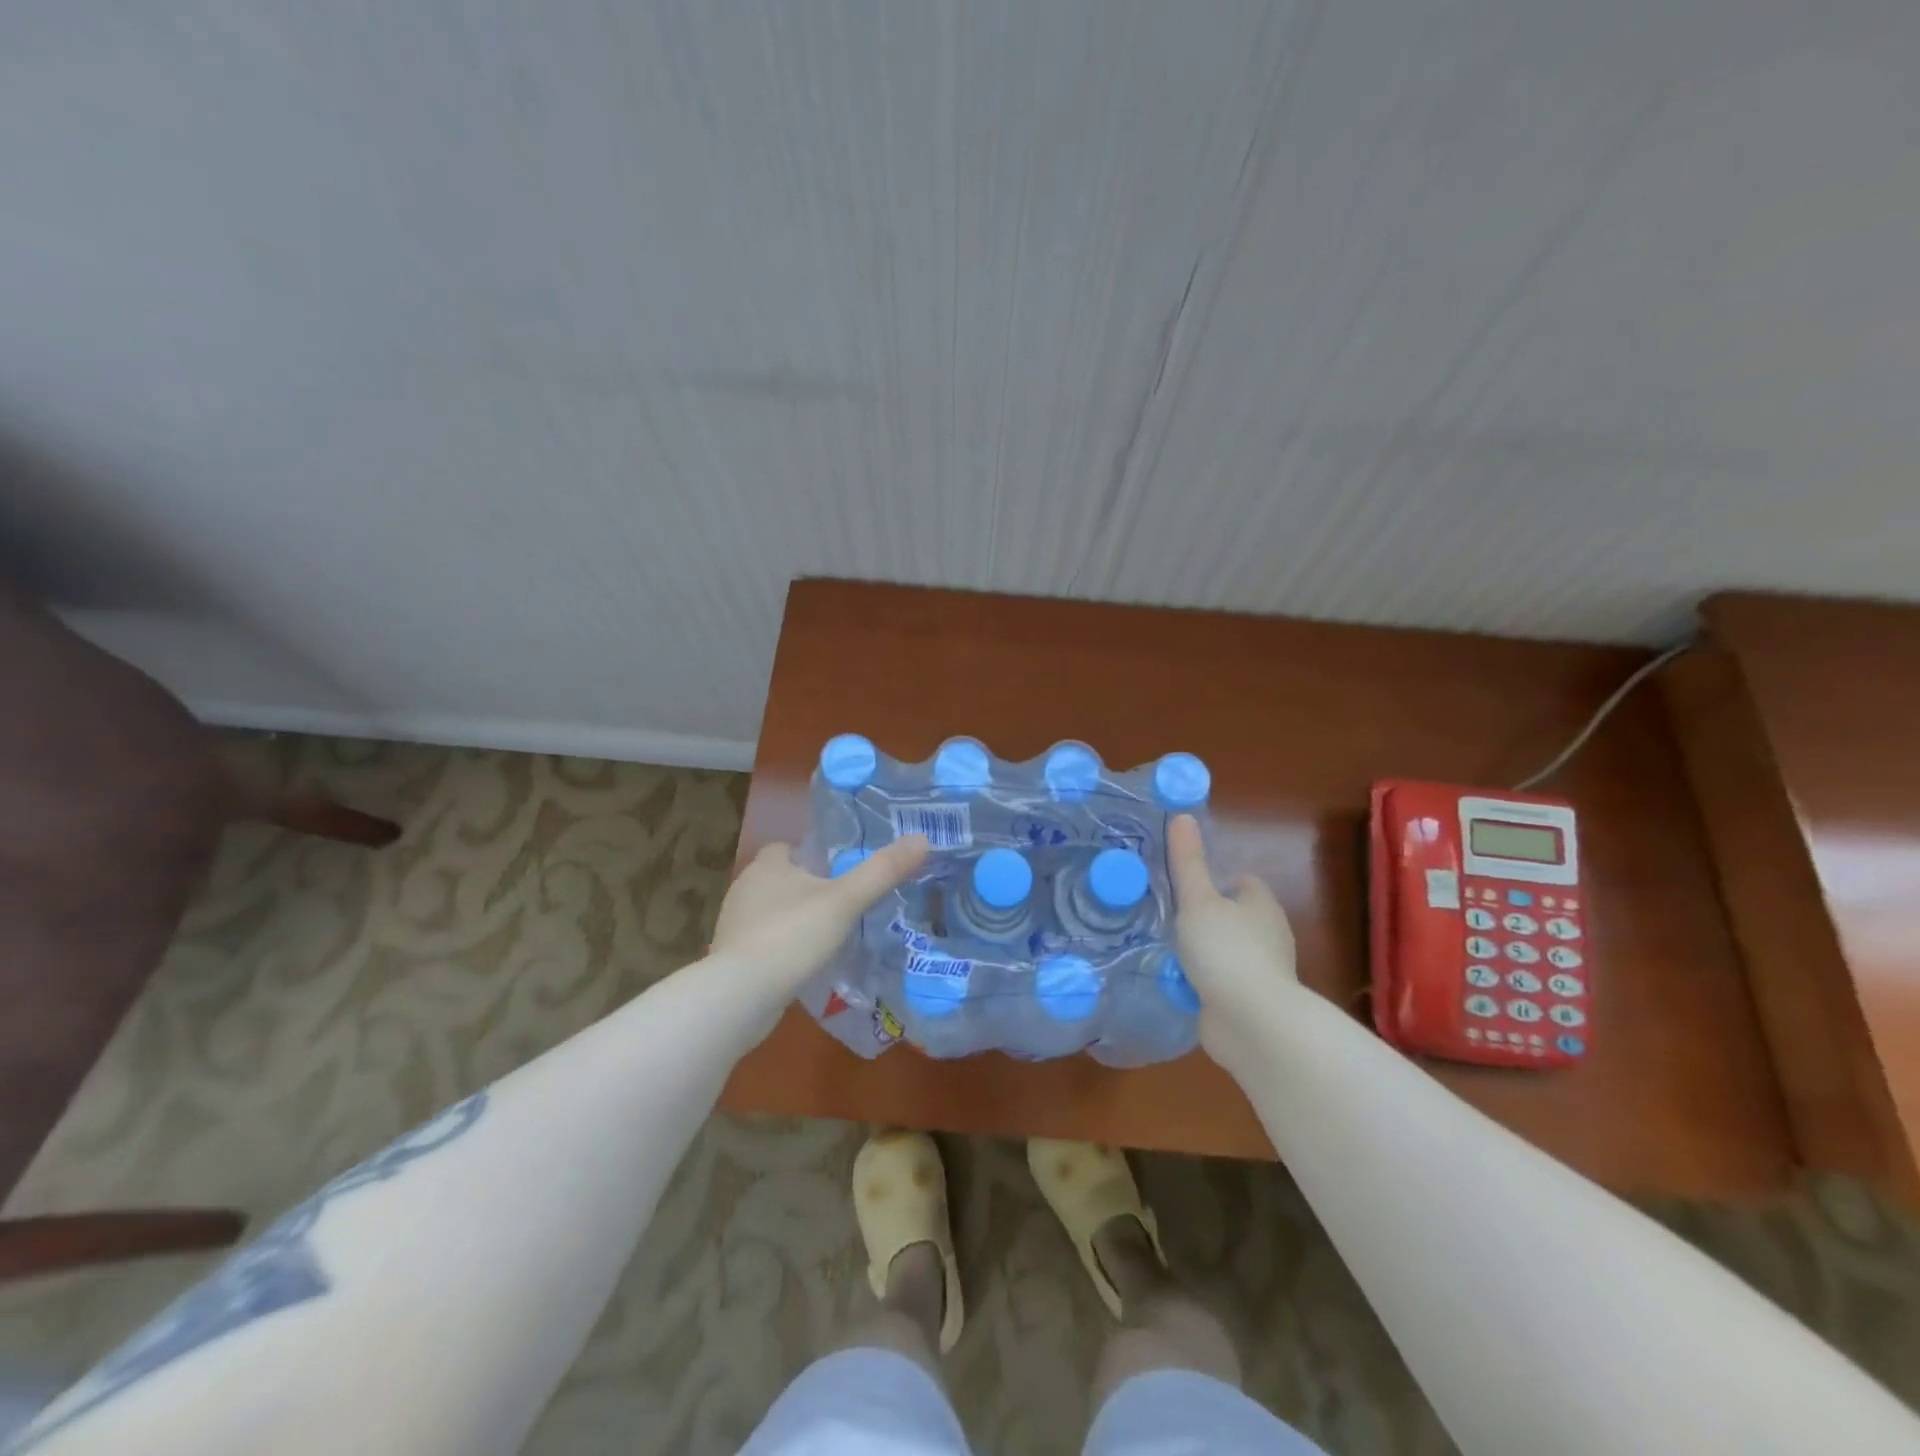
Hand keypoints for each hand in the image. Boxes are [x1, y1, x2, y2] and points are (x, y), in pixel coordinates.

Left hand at [711, 837, 929, 994]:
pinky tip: (802, 964)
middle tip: (840, 905)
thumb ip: (882, 871)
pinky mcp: (731, 957)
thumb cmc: (792, 935)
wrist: (741, 995)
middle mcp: (745, 887)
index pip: (785, 847)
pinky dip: (781, 948)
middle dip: (804, 888)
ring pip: (769, 912)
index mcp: (767, 865)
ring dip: (792, 920)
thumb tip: (923, 839)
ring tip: (826, 936)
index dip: (809, 855)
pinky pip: (761, 942)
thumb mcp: (846, 901)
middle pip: (778, 879)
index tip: (835, 871)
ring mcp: (734, 924)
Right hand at [1166, 815, 1296, 1047]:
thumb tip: (1182, 816)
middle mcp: (1269, 934)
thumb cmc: (1225, 950)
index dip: (1216, 881)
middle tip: (1168, 917)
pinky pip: (1223, 981)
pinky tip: (1179, 982)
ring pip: (1228, 950)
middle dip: (1206, 917)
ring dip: (1204, 951)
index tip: (1185, 888)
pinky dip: (1205, 980)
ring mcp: (1262, 970)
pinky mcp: (1251, 1000)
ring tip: (1167, 950)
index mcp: (1261, 904)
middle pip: (1235, 916)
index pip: (1242, 882)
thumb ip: (1187, 861)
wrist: (1251, 1021)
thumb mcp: (1197, 900)